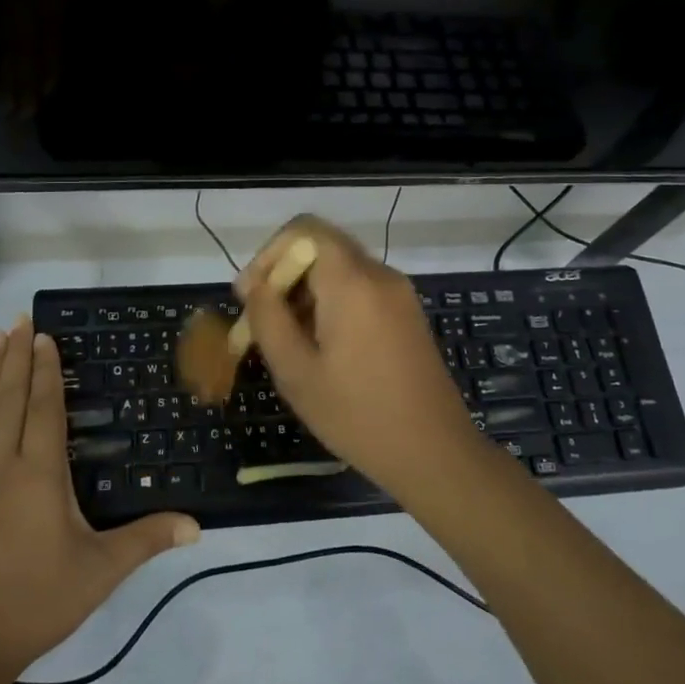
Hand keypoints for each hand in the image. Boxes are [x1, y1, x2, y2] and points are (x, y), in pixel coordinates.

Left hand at [0, 317, 199, 682]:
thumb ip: (146, 540)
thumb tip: (197, 525)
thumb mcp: (99, 572)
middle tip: (18, 320)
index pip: (45, 409)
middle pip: (13, 400)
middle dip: (18, 358)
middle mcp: (3, 465)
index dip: (47, 370)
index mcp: (40, 474)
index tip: (44, 335)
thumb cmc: (36, 602)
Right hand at [237, 216, 480, 493]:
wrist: (435, 453)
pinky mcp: (406, 313)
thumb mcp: (297, 372)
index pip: (302, 230)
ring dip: (304, 292)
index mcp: (352, 282)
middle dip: (282, 275)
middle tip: (259, 320)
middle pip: (320, 246)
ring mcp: (398, 293)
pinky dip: (330, 303)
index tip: (249, 296)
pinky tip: (318, 345)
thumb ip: (268, 319)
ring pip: (338, 269)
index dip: (267, 255)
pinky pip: (359, 289)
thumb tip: (254, 286)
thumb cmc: (358, 415)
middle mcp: (379, 275)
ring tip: (284, 340)